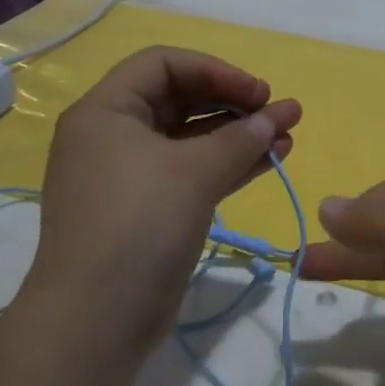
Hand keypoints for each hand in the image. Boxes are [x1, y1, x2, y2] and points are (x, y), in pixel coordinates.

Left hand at [20, 47, 300, 362]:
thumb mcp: (192, 173)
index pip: (163, 65)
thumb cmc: (137, 225)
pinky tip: (270, 160)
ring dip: (238, 134)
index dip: (214, 71)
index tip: (257, 92)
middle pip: (179, 99)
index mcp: (105, 111)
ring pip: (191, 139)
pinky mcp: (148, 210)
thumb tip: (275, 117)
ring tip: (288, 133)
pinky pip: (192, 172)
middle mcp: (113, 136)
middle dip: (233, 103)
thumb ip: (239, 139)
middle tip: (278, 111)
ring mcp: (130, 176)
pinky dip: (228, 165)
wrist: (96, 320)